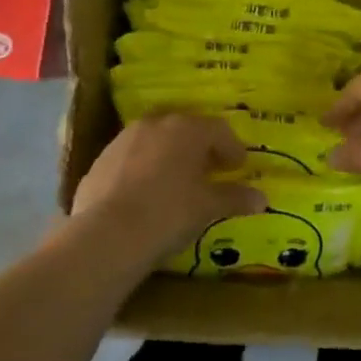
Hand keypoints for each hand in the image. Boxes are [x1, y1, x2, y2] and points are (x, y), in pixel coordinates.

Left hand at [71, 113, 266, 258]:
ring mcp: (123, 140)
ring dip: (170, 156)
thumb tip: (261, 199)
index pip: (218, 129)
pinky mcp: (99, 161)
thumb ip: (234, 198)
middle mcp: (154, 125)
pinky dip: (144, 170)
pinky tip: (146, 195)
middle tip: (211, 171)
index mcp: (186, 129)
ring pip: (155, 141)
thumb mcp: (207, 207)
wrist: (106, 236)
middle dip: (200, 148)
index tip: (239, 166)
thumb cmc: (169, 213)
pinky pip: (131, 159)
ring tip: (178, 183)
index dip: (232, 148)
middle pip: (185, 130)